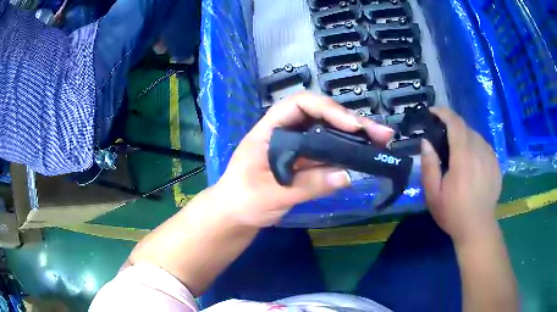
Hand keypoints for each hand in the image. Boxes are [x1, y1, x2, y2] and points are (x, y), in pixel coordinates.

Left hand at [213, 92, 393, 227]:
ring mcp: (296, 148)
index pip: (300, 105)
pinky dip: (346, 155)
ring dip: (354, 138)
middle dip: (351, 122)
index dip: (328, 109)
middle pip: (321, 117)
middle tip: (381, 133)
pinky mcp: (303, 163)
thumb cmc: (242, 201)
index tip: (352, 125)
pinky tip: (364, 158)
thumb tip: (347, 176)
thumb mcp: (271, 195)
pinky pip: (327, 154)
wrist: (233, 216)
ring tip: (381, 143)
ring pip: (328, 134)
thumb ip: (307, 185)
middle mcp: (285, 133)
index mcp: (269, 130)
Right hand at [421, 107, 501, 243]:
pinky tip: (471, 162)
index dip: (443, 113)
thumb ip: (429, 166)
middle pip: (465, 127)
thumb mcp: (433, 194)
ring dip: (464, 137)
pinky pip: (484, 146)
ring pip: (476, 136)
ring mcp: (490, 157)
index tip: (433, 113)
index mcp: (463, 157)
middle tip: (443, 140)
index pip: (455, 123)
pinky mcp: (496, 164)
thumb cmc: (452, 213)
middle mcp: (479, 151)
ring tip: (457, 152)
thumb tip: (426, 142)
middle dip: (452, 127)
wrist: (478, 228)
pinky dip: (475, 147)